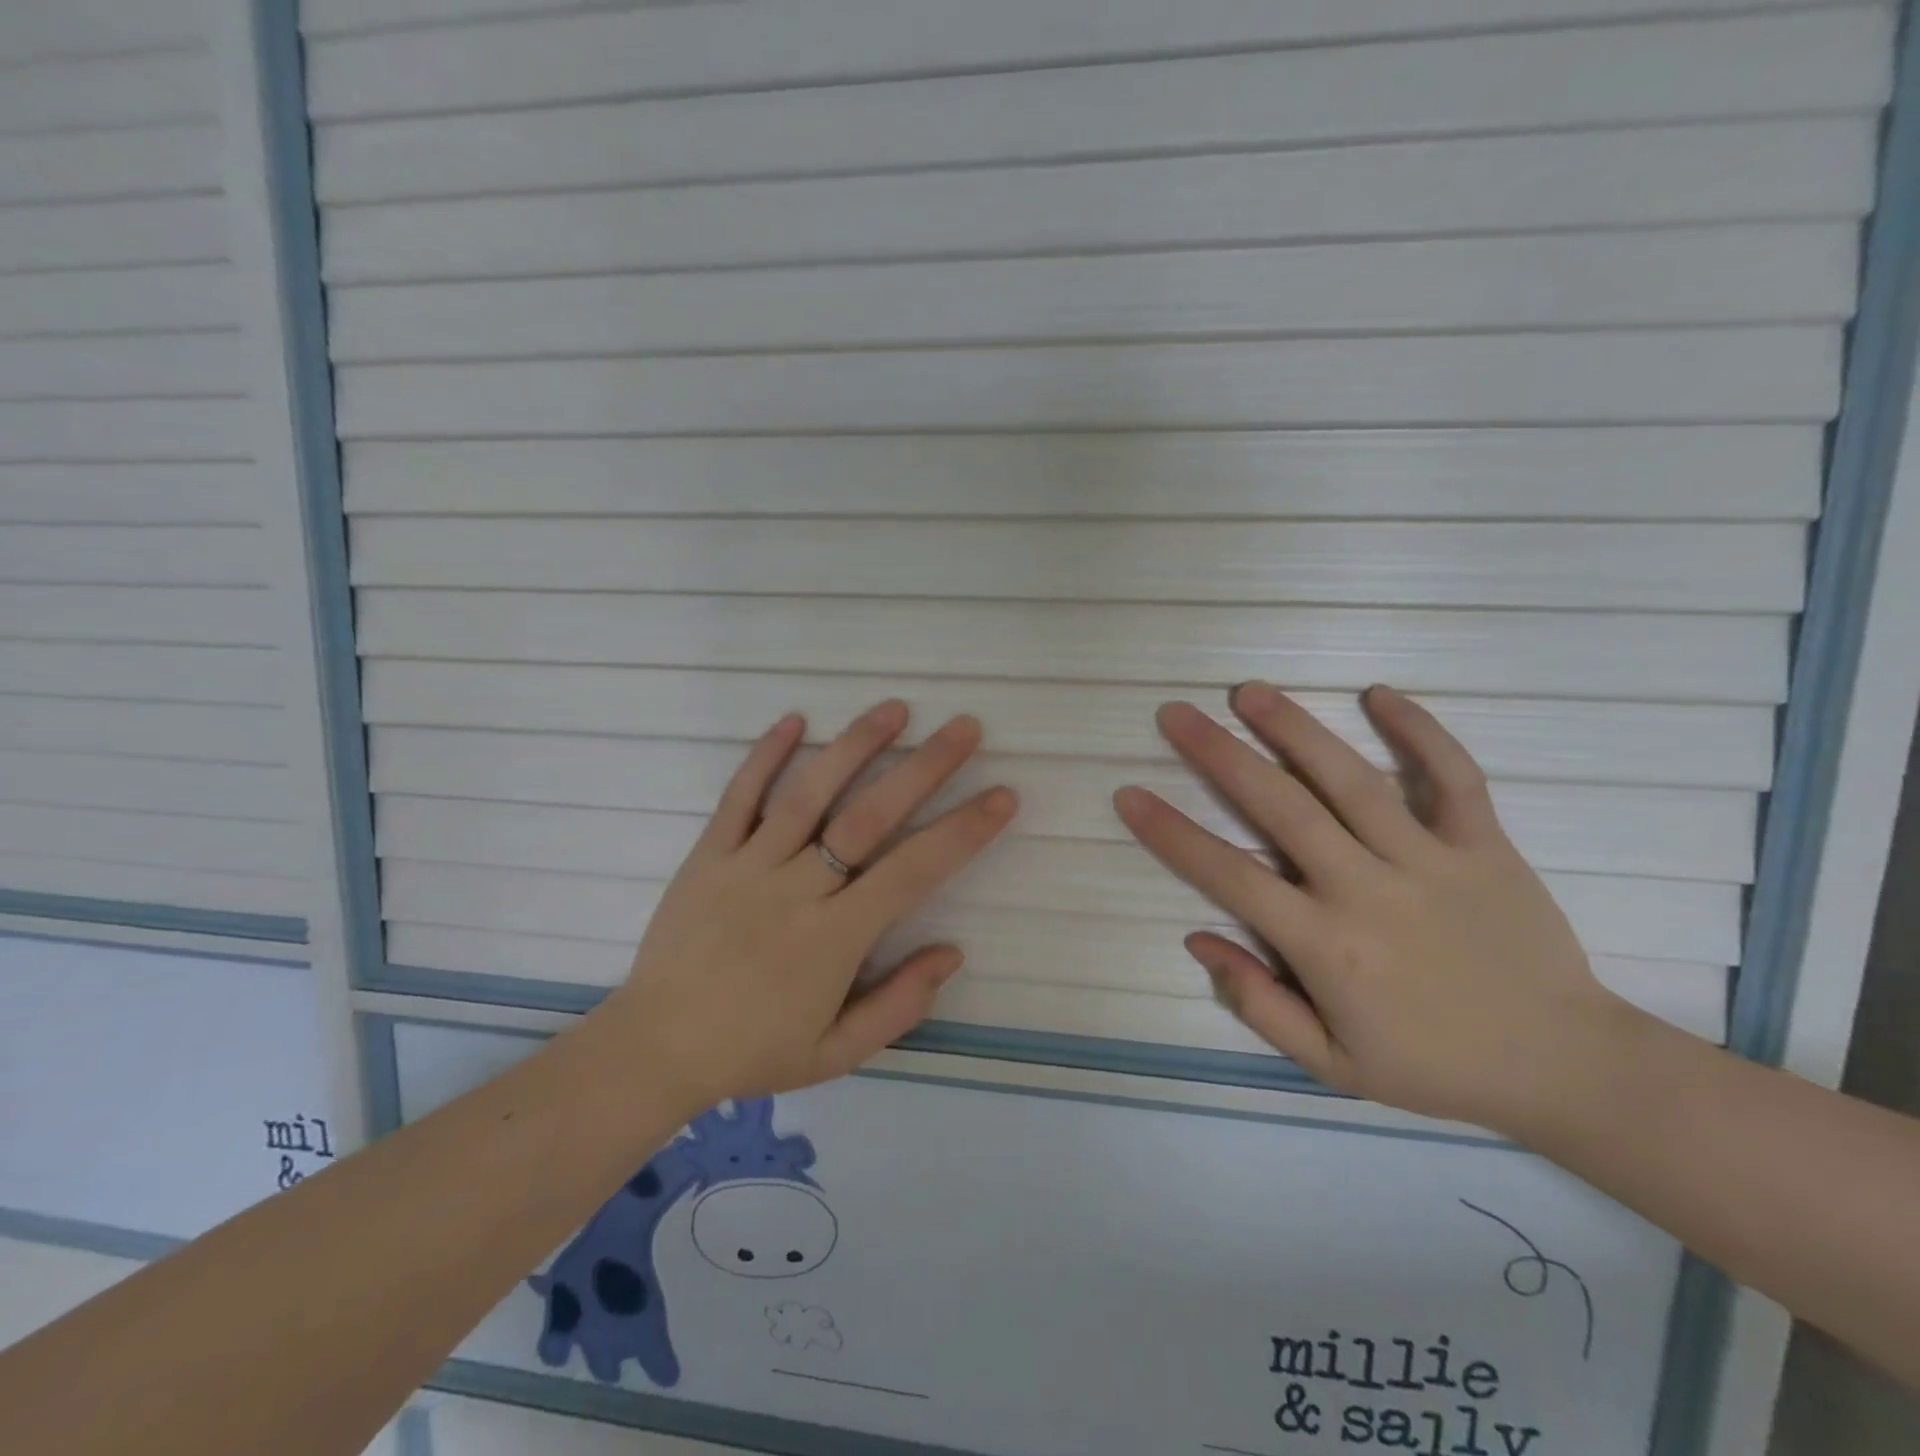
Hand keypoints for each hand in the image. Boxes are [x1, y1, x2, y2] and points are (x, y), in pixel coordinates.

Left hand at [592, 702, 1016, 1113]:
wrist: (654, 1049)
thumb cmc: (753, 1052)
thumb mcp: (837, 1053)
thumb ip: (899, 1004)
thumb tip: (952, 951)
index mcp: (833, 938)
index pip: (913, 871)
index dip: (963, 831)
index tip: (1002, 795)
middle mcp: (796, 889)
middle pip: (868, 817)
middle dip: (922, 768)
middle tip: (964, 728)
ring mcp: (747, 865)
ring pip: (808, 794)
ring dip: (853, 746)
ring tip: (894, 708)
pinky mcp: (708, 855)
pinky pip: (739, 797)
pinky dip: (765, 756)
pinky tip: (794, 719)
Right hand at [1115, 682, 1636, 1133]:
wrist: (1565, 1066)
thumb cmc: (1434, 1065)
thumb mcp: (1331, 1064)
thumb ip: (1258, 1003)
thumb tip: (1198, 940)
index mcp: (1327, 947)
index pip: (1230, 877)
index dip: (1172, 834)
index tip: (1130, 795)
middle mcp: (1370, 891)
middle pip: (1282, 808)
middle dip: (1220, 756)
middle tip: (1176, 714)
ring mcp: (1432, 861)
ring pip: (1353, 780)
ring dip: (1296, 730)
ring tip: (1249, 692)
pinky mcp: (1487, 845)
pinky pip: (1453, 777)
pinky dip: (1420, 731)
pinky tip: (1379, 693)